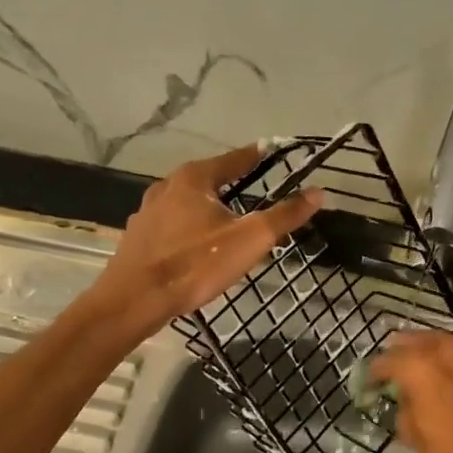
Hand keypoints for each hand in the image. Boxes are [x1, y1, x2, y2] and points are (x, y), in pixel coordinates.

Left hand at [86, 145, 322, 337]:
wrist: (134, 300)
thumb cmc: (195, 264)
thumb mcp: (249, 240)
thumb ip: (284, 215)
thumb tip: (318, 192)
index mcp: (194, 178)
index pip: (235, 158)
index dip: (257, 156)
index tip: (273, 152)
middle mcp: (167, 186)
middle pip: (209, 178)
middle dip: (232, 184)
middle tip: (255, 192)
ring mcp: (148, 211)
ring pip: (188, 202)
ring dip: (208, 207)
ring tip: (228, 220)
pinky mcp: (138, 236)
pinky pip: (172, 224)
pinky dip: (189, 227)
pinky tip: (196, 245)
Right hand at [369, 331, 452, 452]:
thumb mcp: (412, 432)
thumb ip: (403, 404)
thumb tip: (404, 396)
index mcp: (417, 366)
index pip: (385, 360)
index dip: (374, 373)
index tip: (368, 383)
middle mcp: (442, 351)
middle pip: (412, 340)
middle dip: (399, 353)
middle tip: (391, 370)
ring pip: (438, 341)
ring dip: (424, 351)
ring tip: (415, 368)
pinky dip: (447, 359)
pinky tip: (441, 374)